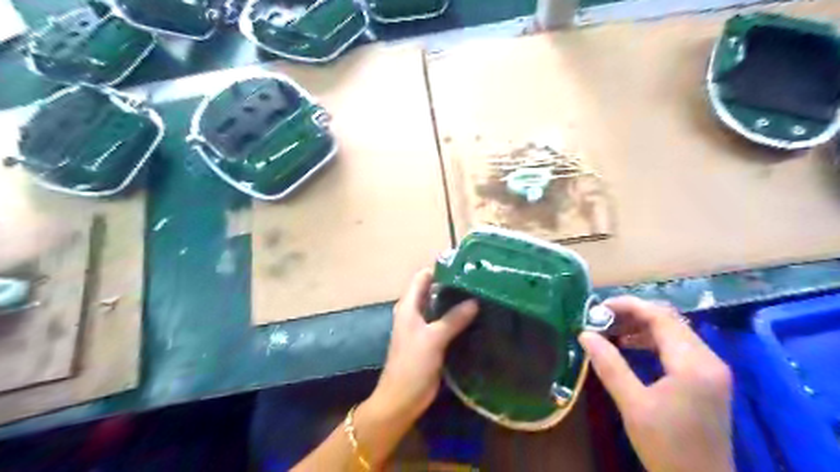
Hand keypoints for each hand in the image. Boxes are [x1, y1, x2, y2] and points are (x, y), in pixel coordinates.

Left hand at [368, 268, 479, 426]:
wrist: (401, 399)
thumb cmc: (412, 365)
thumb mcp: (433, 339)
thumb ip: (453, 318)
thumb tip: (475, 301)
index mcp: (408, 306)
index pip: (422, 277)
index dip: (440, 269)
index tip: (464, 266)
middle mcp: (414, 312)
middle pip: (432, 290)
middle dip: (452, 284)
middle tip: (478, 279)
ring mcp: (423, 327)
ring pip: (440, 306)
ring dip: (456, 301)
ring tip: (481, 293)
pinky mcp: (431, 340)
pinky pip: (445, 322)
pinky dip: (457, 317)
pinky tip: (475, 316)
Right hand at [583, 297, 733, 469]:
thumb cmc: (667, 446)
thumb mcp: (633, 404)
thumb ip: (609, 365)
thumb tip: (585, 334)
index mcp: (693, 364)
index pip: (660, 317)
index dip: (628, 306)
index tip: (598, 308)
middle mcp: (708, 359)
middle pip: (668, 320)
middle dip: (632, 314)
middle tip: (600, 320)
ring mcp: (711, 369)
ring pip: (673, 331)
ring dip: (641, 326)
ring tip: (610, 331)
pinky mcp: (707, 378)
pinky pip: (678, 346)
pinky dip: (652, 340)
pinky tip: (630, 346)